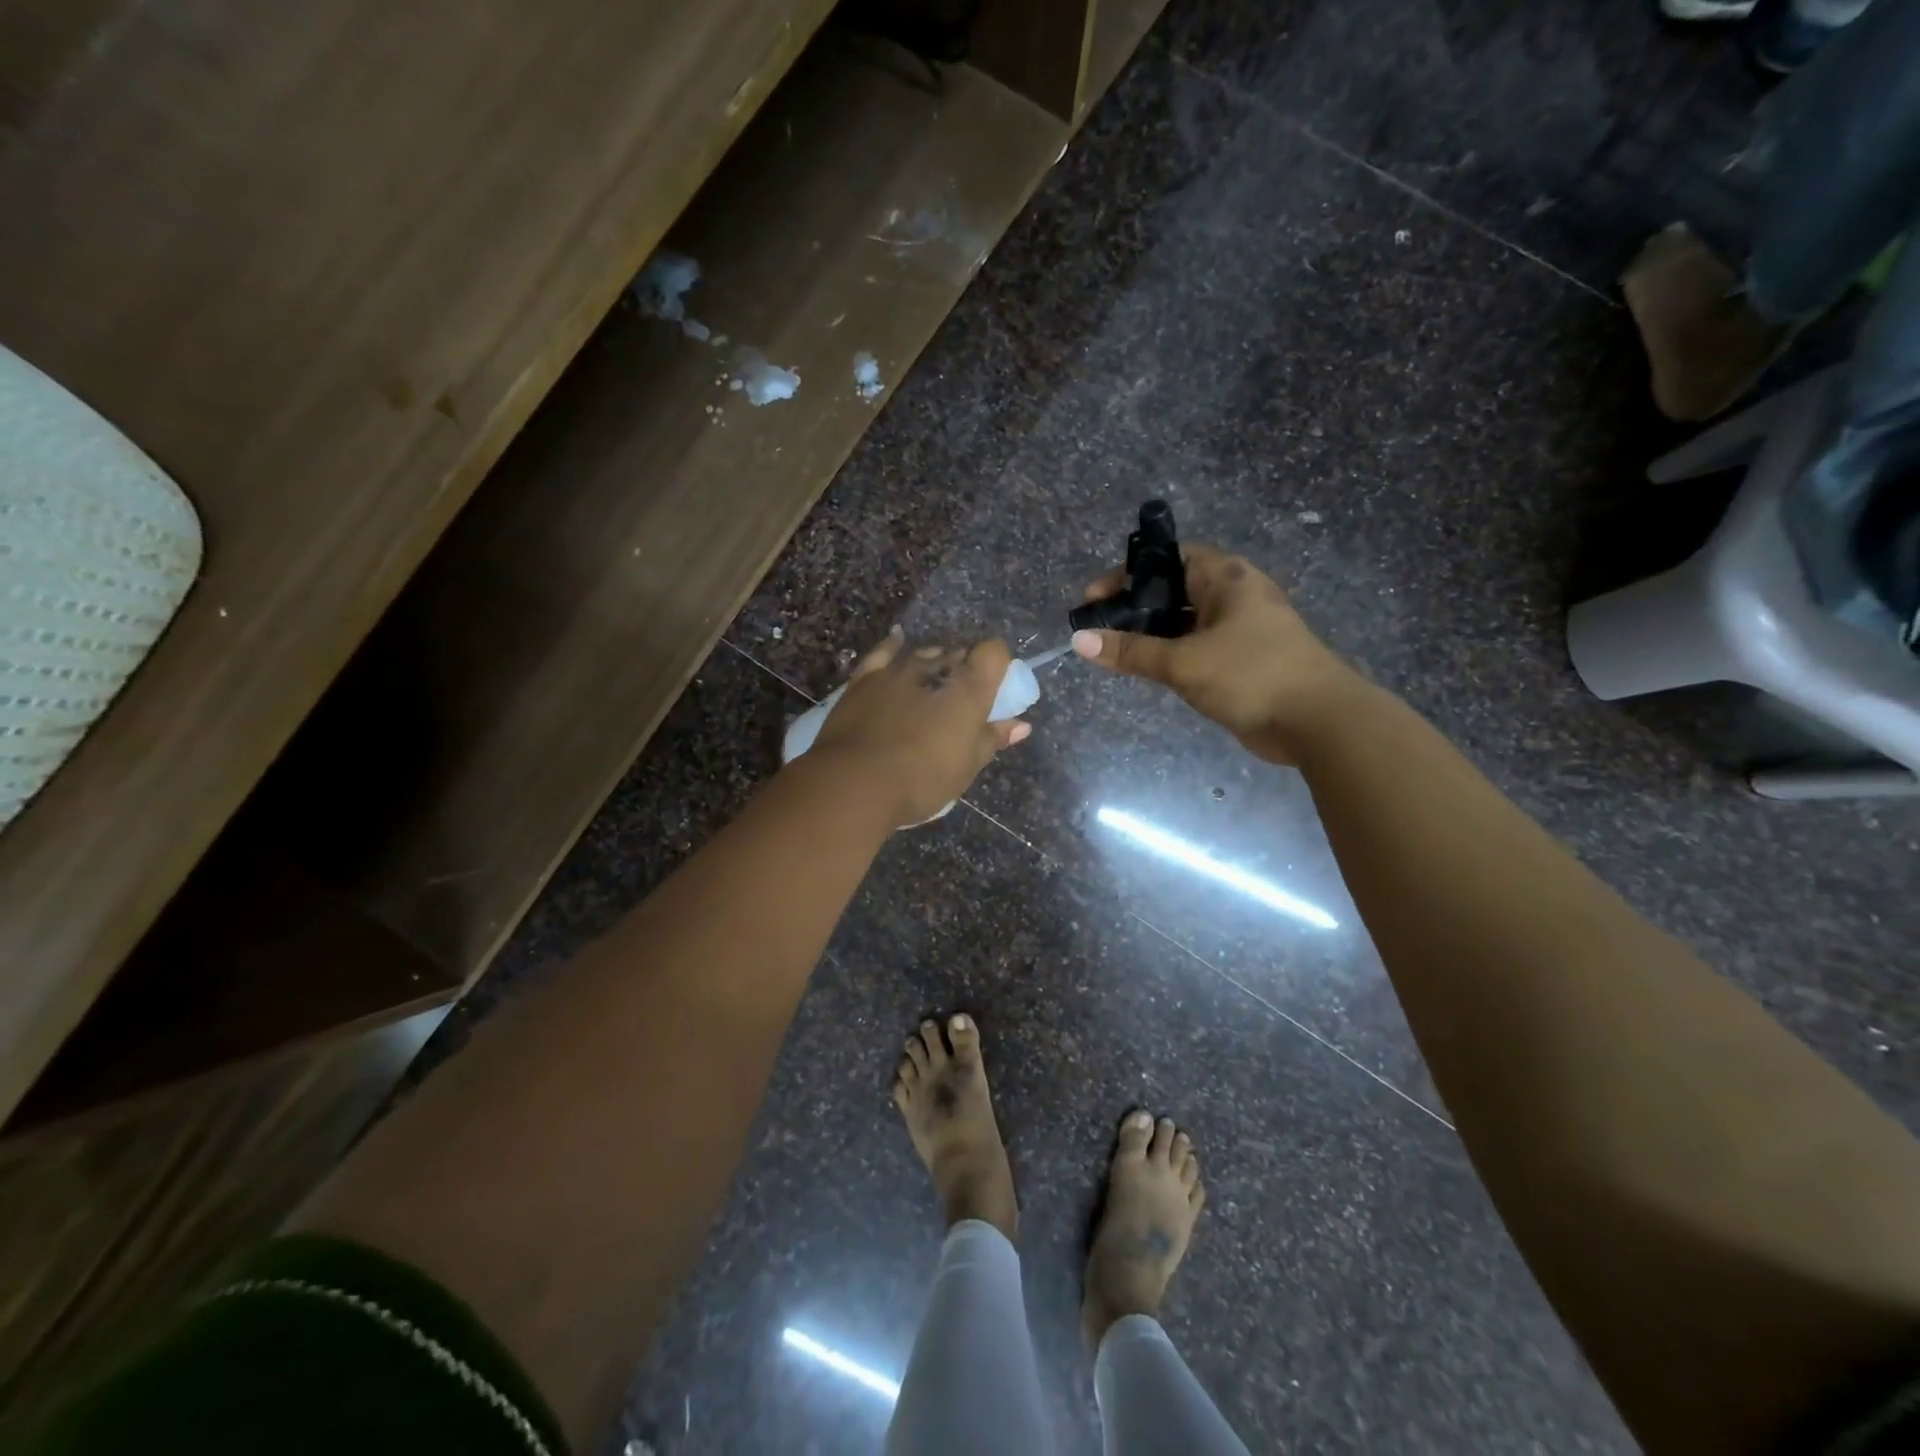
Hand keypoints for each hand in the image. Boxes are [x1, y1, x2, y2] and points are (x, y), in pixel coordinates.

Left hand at [810, 628, 1030, 824]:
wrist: (856, 781)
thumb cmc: (922, 778)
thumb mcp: (966, 766)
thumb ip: (992, 739)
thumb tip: (1021, 725)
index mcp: (969, 689)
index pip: (993, 653)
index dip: (996, 664)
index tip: (994, 685)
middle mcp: (935, 669)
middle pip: (957, 654)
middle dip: (963, 670)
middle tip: (960, 698)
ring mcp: (897, 670)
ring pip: (923, 654)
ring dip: (932, 664)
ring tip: (931, 684)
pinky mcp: (865, 678)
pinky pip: (883, 653)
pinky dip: (893, 645)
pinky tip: (897, 640)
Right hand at [1071, 545, 1366, 764]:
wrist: (1318, 721)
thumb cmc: (1251, 675)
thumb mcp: (1183, 662)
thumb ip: (1131, 651)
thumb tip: (1080, 640)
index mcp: (1226, 577)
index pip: (1168, 558)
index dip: (1128, 573)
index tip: (1095, 600)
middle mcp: (1235, 595)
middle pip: (1174, 590)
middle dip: (1135, 607)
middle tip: (1100, 628)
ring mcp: (1242, 628)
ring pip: (1186, 622)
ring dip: (1153, 634)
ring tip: (1116, 651)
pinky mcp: (1245, 659)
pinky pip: (1198, 646)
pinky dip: (1173, 654)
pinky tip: (1149, 670)